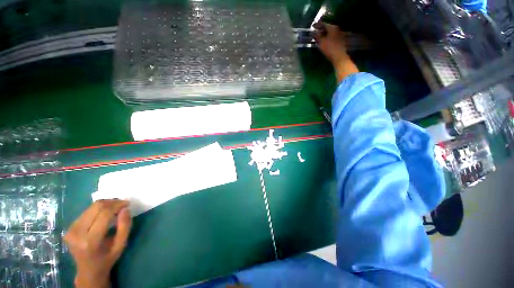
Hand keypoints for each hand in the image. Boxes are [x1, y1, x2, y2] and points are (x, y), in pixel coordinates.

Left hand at [64, 200, 131, 287]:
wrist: (88, 270)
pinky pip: (86, 212)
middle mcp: (77, 233)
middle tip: (122, 203)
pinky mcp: (69, 227)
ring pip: (91, 208)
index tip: (127, 204)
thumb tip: (125, 209)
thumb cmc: (107, 258)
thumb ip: (124, 226)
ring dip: (105, 204)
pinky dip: (98, 209)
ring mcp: (71, 230)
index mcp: (90, 241)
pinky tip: (105, 213)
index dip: (117, 205)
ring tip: (115, 207)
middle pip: (96, 208)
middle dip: (112, 202)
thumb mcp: (121, 245)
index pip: (104, 214)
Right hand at [313, 22, 358, 81]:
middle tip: (316, 31)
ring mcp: (339, 34)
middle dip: (321, 29)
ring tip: (320, 36)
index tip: (313, 26)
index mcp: (332, 27)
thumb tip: (313, 32)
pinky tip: (325, 40)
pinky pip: (332, 36)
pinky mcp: (340, 40)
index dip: (317, 25)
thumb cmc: (329, 49)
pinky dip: (328, 36)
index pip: (324, 24)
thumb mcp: (321, 42)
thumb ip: (317, 36)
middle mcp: (337, 29)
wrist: (339, 57)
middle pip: (328, 27)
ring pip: (330, 32)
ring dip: (325, 33)